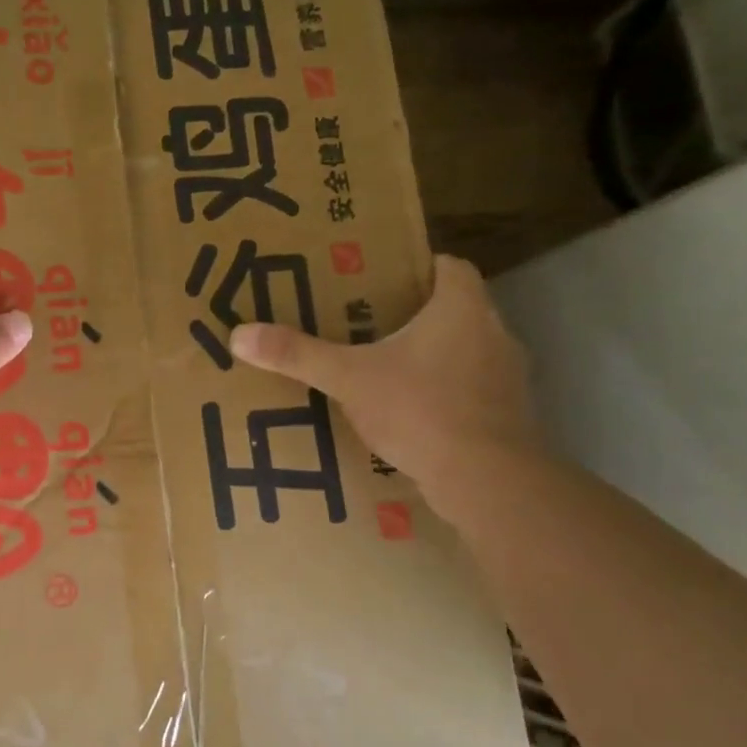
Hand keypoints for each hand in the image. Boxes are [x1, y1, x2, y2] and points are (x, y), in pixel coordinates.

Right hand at [228, 256, 539, 509]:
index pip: (449, 266)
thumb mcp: (349, 378)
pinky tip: (409, 414)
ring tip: (382, 369)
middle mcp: (494, 332)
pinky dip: (443, 395)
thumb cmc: (421, 408)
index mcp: (462, 307)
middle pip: (454, 309)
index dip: (417, 267)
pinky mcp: (507, 416)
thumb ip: (298, 355)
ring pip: (464, 351)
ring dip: (430, 357)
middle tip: (366, 324)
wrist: (486, 480)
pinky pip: (470, 391)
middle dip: (414, 315)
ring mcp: (507, 377)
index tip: (380, 280)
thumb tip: (239, 334)